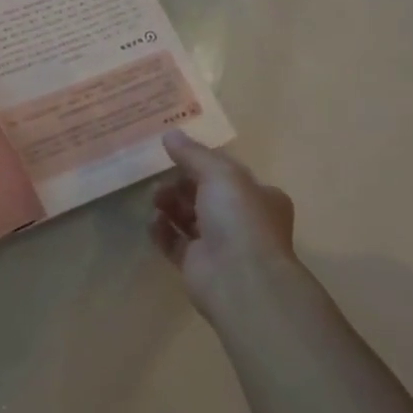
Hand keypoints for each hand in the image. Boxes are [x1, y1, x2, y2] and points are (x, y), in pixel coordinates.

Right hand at [149, 132, 298, 320]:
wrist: (239, 279)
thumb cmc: (239, 219)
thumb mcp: (220, 174)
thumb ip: (193, 154)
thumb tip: (170, 133)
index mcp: (259, 197)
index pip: (227, 175)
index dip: (201, 164)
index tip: (174, 156)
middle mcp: (242, 220)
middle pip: (204, 195)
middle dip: (180, 185)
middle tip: (160, 181)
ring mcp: (219, 244)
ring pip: (188, 218)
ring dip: (169, 205)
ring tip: (155, 200)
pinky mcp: (196, 264)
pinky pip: (174, 242)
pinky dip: (162, 231)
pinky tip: (153, 222)